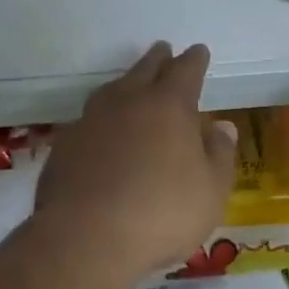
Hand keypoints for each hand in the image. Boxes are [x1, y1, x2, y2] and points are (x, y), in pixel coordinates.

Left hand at [36, 42, 237, 278]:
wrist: (84, 238)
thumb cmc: (160, 213)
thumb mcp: (210, 192)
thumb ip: (219, 155)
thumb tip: (222, 126)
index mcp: (169, 105)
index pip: (186, 70)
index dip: (195, 59)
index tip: (199, 51)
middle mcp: (129, 100)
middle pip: (146, 68)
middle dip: (158, 58)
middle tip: (164, 50)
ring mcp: (92, 119)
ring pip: (113, 88)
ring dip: (127, 82)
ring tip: (132, 84)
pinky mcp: (65, 143)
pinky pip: (89, 119)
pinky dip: (101, 118)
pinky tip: (102, 131)